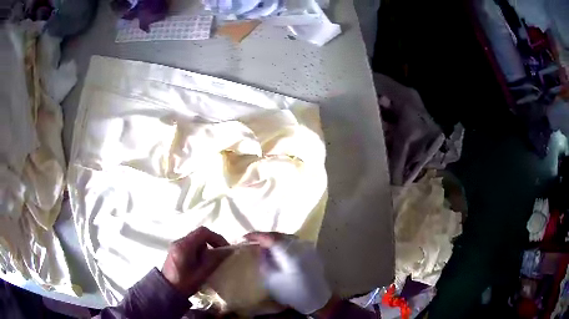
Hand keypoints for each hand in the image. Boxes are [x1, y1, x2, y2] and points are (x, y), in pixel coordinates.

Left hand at [162, 227, 231, 296]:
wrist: (166, 291)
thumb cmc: (185, 283)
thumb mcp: (202, 273)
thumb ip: (214, 260)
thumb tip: (227, 251)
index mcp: (184, 246)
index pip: (203, 232)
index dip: (216, 237)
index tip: (225, 248)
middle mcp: (178, 242)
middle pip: (199, 235)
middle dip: (212, 243)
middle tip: (220, 254)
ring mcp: (175, 246)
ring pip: (195, 240)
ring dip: (205, 247)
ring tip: (211, 261)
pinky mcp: (175, 251)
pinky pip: (190, 245)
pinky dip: (198, 251)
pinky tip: (201, 263)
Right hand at [244, 232, 331, 314]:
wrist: (316, 300)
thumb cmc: (292, 293)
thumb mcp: (272, 280)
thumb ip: (264, 261)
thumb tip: (260, 249)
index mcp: (290, 254)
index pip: (270, 238)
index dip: (257, 236)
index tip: (246, 237)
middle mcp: (300, 247)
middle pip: (280, 235)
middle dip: (265, 236)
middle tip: (254, 240)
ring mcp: (308, 248)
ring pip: (288, 237)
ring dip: (275, 239)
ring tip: (264, 244)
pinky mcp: (312, 252)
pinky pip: (295, 242)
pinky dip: (284, 243)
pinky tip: (278, 250)